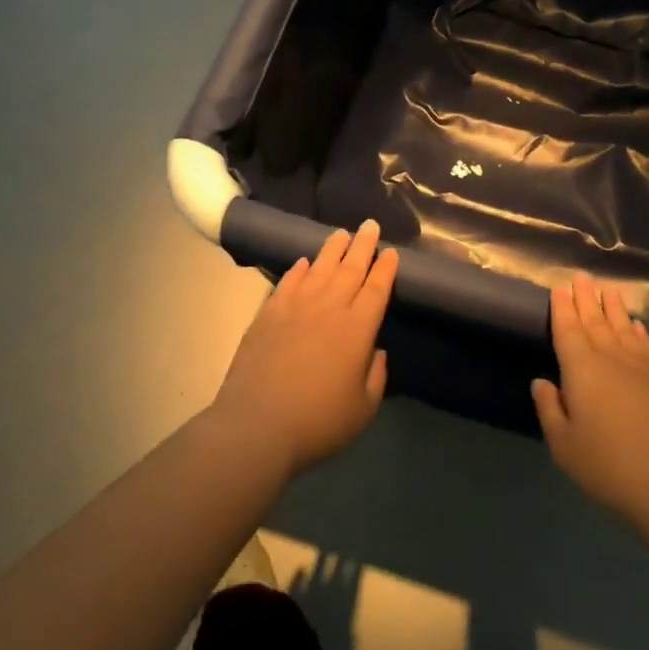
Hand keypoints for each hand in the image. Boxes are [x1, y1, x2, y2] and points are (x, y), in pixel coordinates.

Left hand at [212, 220, 398, 476]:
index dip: (385, 269)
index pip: (376, 289)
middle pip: (350, 269)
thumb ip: (376, 376)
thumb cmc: (318, 422)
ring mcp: (295, 308)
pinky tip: (303, 262)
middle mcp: (329, 309)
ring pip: (319, 268)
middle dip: (363, 245)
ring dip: (333, 249)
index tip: (391, 251)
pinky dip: (298, 269)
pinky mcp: (268, 314)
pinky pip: (287, 282)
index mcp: (357, 330)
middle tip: (370, 224)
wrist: (256, 425)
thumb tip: (376, 351)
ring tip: (341, 233)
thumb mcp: (363, 409)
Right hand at [531, 274, 648, 526]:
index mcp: (582, 370)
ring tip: (609, 289)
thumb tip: (541, 382)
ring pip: (624, 329)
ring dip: (615, 308)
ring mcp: (644, 368)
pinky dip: (642, 333)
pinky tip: (639, 326)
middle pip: (596, 322)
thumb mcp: (564, 446)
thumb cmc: (609, 466)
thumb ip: (550, 410)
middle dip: (587, 299)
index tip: (560, 287)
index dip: (563, 308)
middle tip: (582, 276)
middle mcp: (612, 359)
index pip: (568, 330)